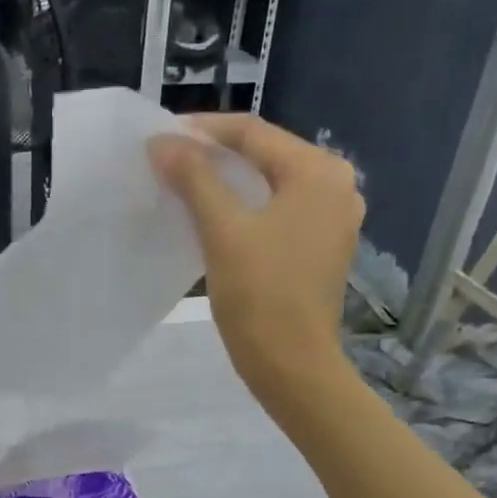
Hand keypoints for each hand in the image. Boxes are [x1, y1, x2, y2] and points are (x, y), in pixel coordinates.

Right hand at [148, 114, 363, 405]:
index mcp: (318, 172)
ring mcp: (332, 219)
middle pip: (265, 155)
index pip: (253, 133)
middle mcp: (336, 186)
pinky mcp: (321, 248)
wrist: (292, 366)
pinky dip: (245, 209)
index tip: (160, 137)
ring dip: (227, 183)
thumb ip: (194, 178)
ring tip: (183, 187)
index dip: (203, 131)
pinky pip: (278, 213)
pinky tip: (214, 218)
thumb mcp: (223, 231)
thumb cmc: (261, 296)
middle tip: (167, 161)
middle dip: (214, 156)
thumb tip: (161, 140)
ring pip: (270, 186)